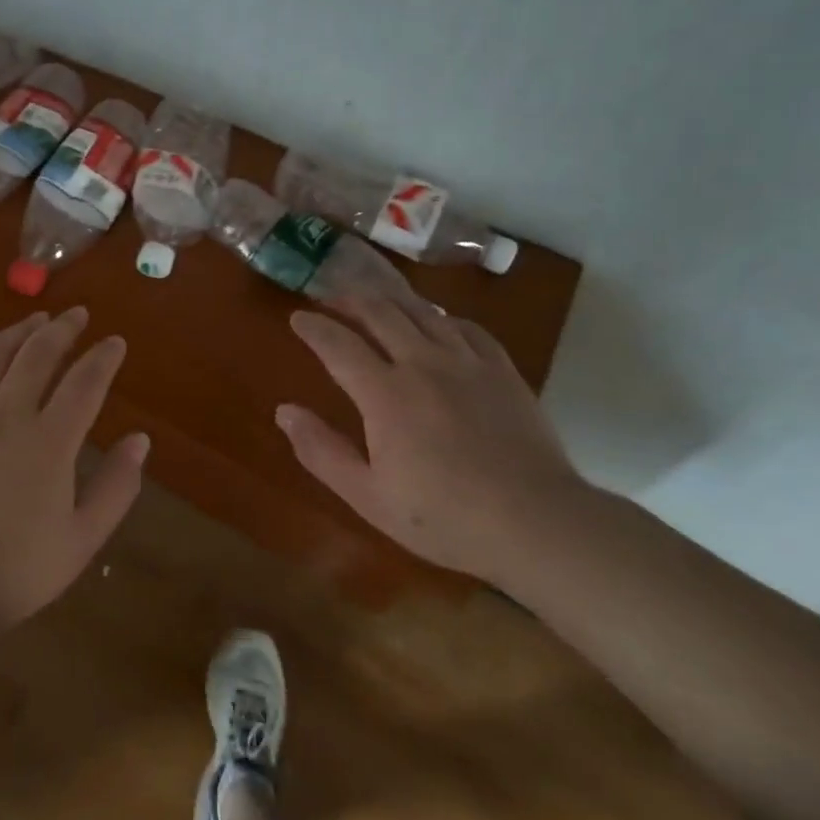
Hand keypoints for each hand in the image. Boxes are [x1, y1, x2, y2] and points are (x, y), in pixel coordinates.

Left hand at [0, 308, 147, 653]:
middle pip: (38, 353)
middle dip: (63, 328)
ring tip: (36, 319)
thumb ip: (117, 486)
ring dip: (19, 332)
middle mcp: (7, 415)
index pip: (85, 381)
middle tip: (78, 315)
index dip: (103, 357)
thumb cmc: (16, 569)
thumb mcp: (82, 540)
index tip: (115, 343)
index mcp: (49, 441)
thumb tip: (140, 440)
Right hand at [276, 295, 589, 581]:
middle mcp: (423, 363)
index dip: (314, 327)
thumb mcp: (369, 497)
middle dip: (349, 300)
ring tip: (375, 299)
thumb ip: (322, 451)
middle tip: (332, 298)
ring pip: (422, 311)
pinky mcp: (502, 369)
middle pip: (380, 313)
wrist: (536, 522)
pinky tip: (437, 322)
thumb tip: (284, 411)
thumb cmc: (445, 517)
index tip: (297, 318)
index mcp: (385, 393)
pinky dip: (441, 316)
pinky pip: (466, 326)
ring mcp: (467, 362)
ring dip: (391, 300)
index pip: (339, 344)